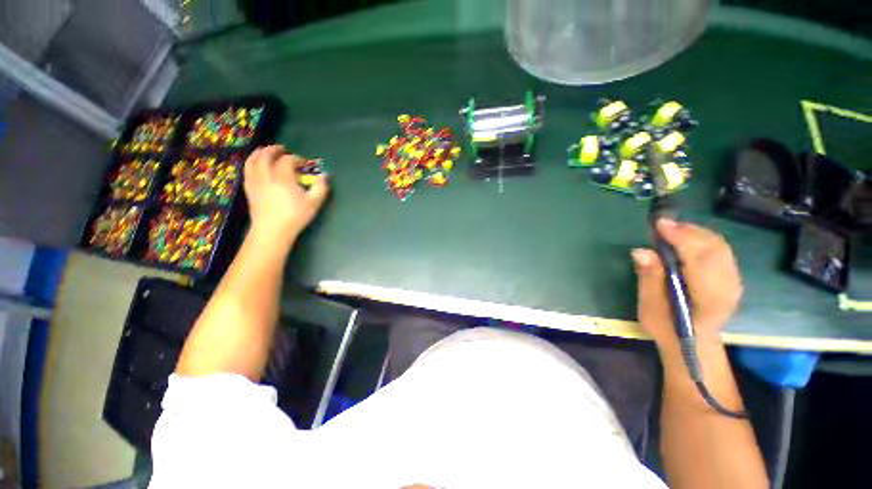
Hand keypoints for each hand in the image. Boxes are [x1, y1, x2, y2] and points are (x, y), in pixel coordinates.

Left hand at [243, 145, 328, 240]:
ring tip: (265, 151)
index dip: (296, 158)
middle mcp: (266, 176)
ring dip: (259, 153)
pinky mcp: (249, 189)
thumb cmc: (295, 216)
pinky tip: (255, 166)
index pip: (288, 160)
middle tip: (282, 149)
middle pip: (266, 156)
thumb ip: (320, 187)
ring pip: (252, 161)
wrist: (272, 231)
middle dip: (274, 150)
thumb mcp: (313, 203)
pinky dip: (251, 163)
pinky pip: (247, 170)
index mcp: (283, 178)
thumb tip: (325, 175)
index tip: (304, 163)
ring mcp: (255, 182)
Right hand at [632, 219, 742, 349]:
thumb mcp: (650, 306)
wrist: (692, 345)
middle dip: (688, 231)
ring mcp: (734, 282)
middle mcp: (728, 286)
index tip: (659, 224)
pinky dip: (703, 239)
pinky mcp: (732, 278)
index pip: (699, 258)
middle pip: (714, 248)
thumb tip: (641, 251)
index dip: (680, 238)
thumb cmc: (666, 328)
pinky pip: (721, 250)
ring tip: (671, 230)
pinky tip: (685, 240)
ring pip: (719, 246)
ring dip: (695, 233)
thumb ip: (649, 278)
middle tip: (662, 225)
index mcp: (708, 297)